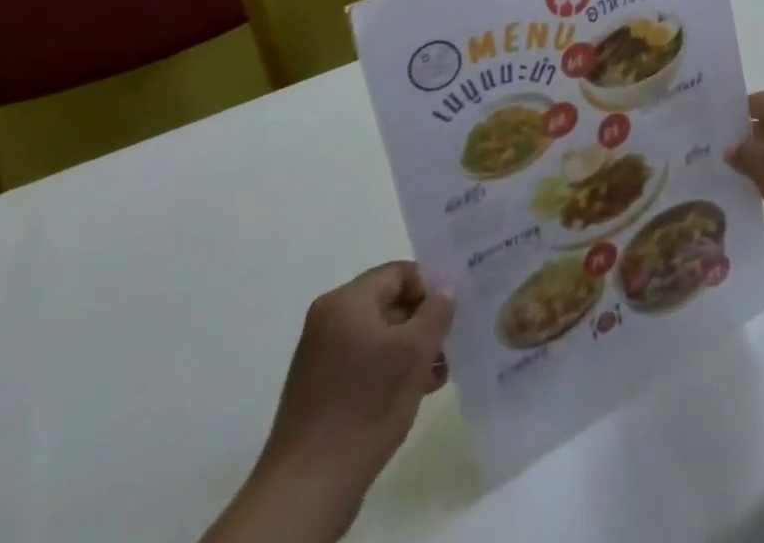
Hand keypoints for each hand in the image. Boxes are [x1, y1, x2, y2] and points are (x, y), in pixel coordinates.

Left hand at [205, 263, 454, 542]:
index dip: (431, 286)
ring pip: (380, 337)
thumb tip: (446, 290)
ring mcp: (322, 358)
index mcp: (346, 302)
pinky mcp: (321, 391)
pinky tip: (418, 391)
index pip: (399, 273)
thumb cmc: (365, 406)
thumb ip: (436, 312)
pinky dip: (392, 370)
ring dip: (412, 349)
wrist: (307, 489)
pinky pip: (365, 364)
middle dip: (424, 322)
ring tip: (441, 372)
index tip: (456, 308)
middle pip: (390, 304)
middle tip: (454, 340)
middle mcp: (329, 322)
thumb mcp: (414, 353)